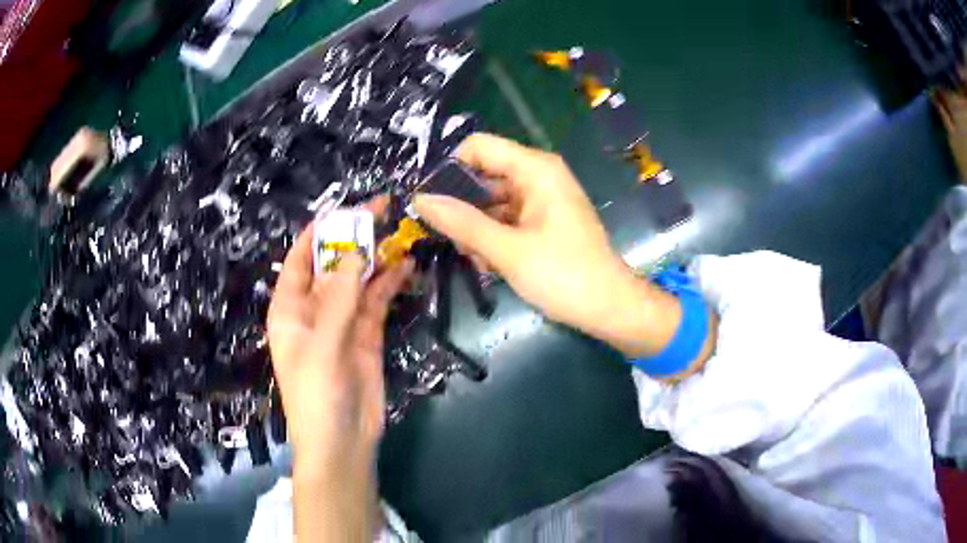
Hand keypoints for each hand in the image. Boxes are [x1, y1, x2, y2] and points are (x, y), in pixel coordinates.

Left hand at [267, 224, 412, 540]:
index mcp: (290, 308)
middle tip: (382, 210)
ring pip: (359, 280)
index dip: (319, 232)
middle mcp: (314, 310)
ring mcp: (343, 322)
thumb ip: (340, 299)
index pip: (300, 259)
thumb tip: (358, 254)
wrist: (342, 442)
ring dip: (377, 258)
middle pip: (334, 265)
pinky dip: (390, 283)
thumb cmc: (316, 394)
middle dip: (354, 239)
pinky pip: (377, 302)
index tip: (345, 208)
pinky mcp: (367, 335)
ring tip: (400, 231)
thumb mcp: (322, 344)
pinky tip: (406, 265)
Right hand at [413, 133, 684, 358]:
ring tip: (472, 257)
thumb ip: (462, 223)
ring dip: (476, 226)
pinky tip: (488, 262)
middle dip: (461, 204)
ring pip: (492, 200)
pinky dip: (493, 236)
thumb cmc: (564, 275)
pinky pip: (507, 217)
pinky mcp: (544, 220)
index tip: (427, 200)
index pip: (478, 147)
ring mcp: (542, 199)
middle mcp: (538, 176)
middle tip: (445, 237)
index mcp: (535, 169)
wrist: (610, 307)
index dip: (449, 168)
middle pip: (483, 174)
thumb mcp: (508, 250)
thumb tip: (420, 200)